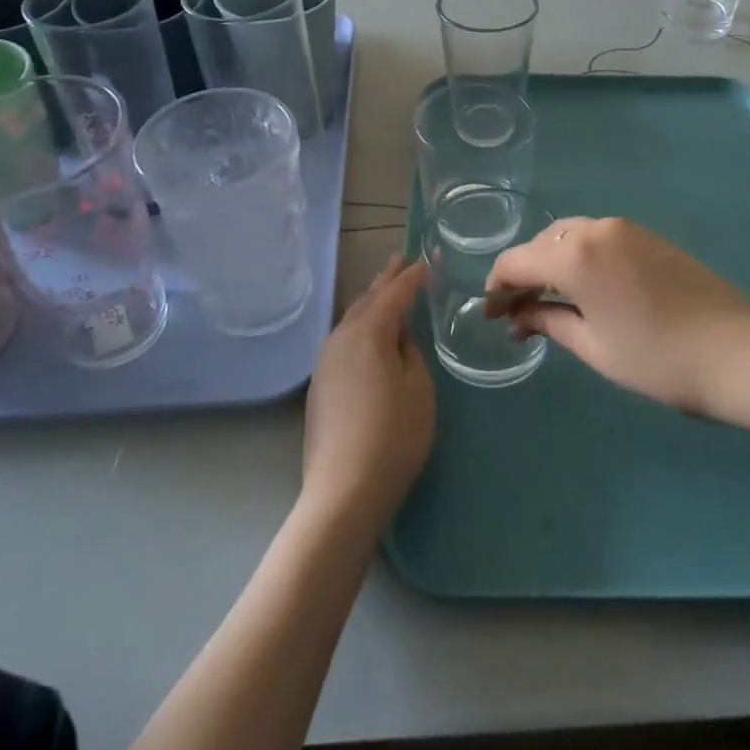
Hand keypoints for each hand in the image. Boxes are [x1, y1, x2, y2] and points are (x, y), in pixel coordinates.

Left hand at [301, 254, 434, 533]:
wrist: (344, 490)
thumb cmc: (394, 436)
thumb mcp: (418, 388)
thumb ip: (410, 351)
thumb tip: (399, 334)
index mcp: (369, 333)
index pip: (395, 293)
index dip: (414, 276)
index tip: (430, 260)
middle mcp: (341, 338)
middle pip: (367, 299)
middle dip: (386, 279)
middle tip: (401, 259)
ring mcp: (325, 362)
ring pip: (352, 318)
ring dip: (371, 301)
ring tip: (385, 289)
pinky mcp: (320, 384)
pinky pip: (344, 339)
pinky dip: (361, 325)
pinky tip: (368, 333)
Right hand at [487, 218, 749, 413]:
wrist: (739, 354)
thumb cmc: (657, 359)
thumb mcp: (594, 346)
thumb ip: (549, 322)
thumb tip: (518, 316)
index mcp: (575, 254)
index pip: (517, 261)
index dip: (497, 287)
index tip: (490, 315)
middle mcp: (597, 229)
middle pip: (543, 244)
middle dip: (524, 274)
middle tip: (517, 312)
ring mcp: (628, 229)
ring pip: (572, 236)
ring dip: (553, 263)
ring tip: (550, 301)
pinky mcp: (651, 237)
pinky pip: (600, 239)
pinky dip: (582, 258)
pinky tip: (586, 289)